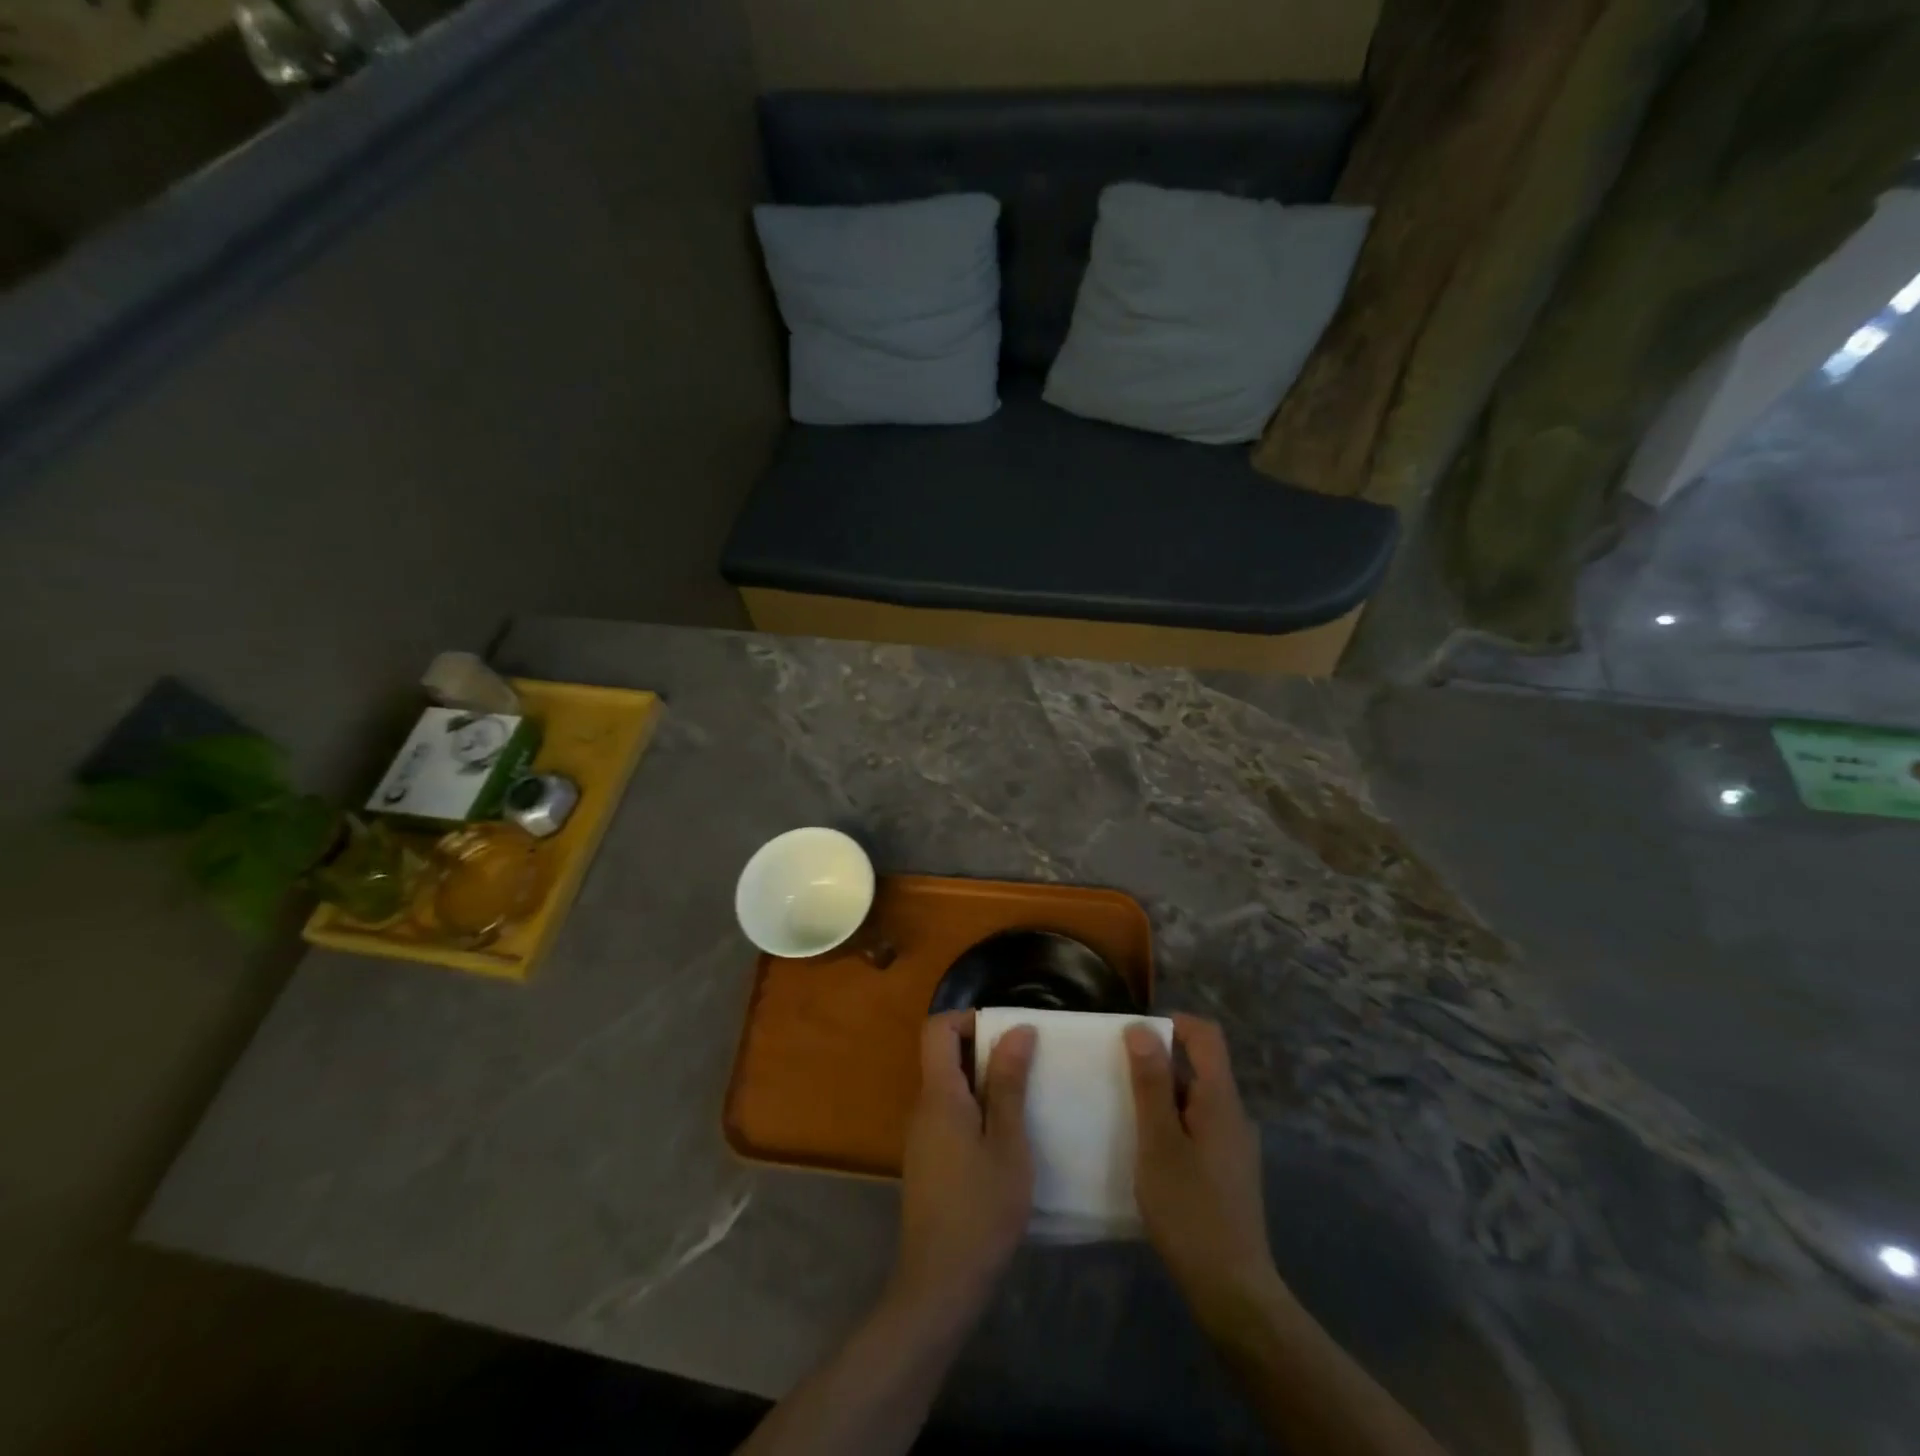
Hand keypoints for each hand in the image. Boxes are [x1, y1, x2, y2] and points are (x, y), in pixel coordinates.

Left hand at [891, 1012, 1035, 1315]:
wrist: (941, 1283)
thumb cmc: (981, 1209)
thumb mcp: (1008, 1143)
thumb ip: (1009, 1084)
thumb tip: (1017, 1029)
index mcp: (939, 1095)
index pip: (937, 1029)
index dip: (969, 1019)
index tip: (1008, 1035)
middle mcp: (923, 1107)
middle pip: (944, 1055)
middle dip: (985, 1051)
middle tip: (1027, 1067)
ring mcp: (922, 1136)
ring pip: (949, 1087)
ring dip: (984, 1083)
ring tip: (1024, 1100)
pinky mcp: (928, 1160)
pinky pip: (949, 1114)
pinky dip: (976, 1110)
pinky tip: (1006, 1139)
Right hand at [1125, 1014, 1283, 1322]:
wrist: (1233, 1291)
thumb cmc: (1189, 1210)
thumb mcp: (1158, 1142)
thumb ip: (1150, 1083)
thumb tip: (1141, 1029)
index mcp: (1220, 1100)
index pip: (1206, 1036)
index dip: (1172, 1023)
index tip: (1134, 1035)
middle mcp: (1234, 1115)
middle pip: (1199, 1067)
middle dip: (1158, 1063)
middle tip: (1117, 1078)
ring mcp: (1235, 1145)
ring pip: (1196, 1100)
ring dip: (1162, 1097)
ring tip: (1125, 1115)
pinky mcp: (1229, 1171)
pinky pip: (1199, 1127)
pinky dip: (1172, 1124)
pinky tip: (1148, 1152)